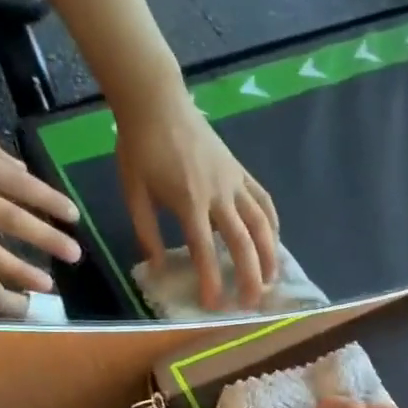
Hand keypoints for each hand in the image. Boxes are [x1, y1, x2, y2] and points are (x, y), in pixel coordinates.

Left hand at [115, 84, 278, 309]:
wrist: (157, 102)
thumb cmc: (140, 147)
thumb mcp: (132, 191)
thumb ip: (145, 231)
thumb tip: (158, 266)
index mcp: (188, 202)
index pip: (204, 250)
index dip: (212, 280)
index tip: (215, 305)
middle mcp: (218, 195)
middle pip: (242, 242)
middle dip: (250, 276)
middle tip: (252, 303)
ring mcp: (234, 182)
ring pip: (261, 224)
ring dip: (270, 255)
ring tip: (272, 279)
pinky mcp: (241, 172)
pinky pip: (264, 201)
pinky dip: (272, 224)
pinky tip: (274, 242)